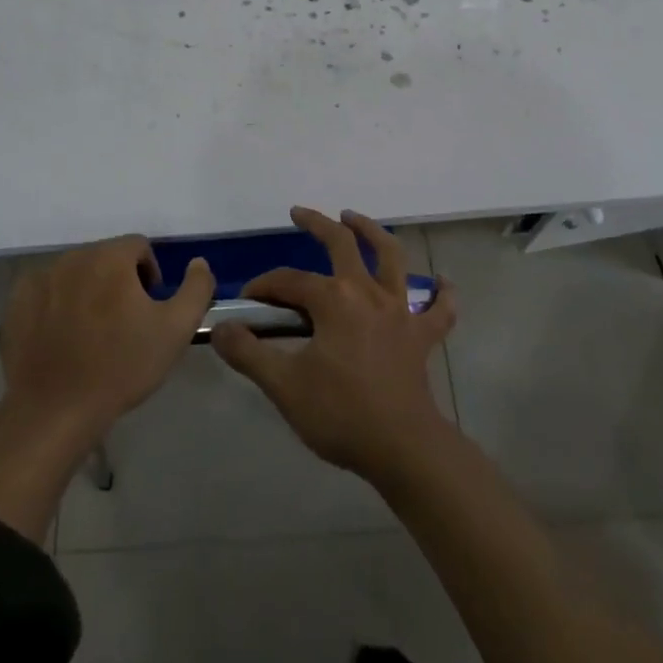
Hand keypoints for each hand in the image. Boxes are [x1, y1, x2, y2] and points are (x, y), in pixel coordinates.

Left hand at [0, 235, 214, 445]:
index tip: (148, 310)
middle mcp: (74, 256)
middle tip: (122, 324)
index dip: (149, 275)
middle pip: (106, 257)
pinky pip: (45, 290)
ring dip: (88, 291)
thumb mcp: (176, 330)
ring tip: (91, 334)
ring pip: (76, 272)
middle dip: (118, 282)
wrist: (54, 413)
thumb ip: (196, 288)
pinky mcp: (16, 302)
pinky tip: (60, 337)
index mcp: (111, 257)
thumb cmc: (121, 368)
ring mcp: (40, 278)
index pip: (139, 247)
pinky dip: (56, 304)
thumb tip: (198, 262)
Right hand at [211, 207, 456, 482]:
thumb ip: (248, 353)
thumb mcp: (284, 386)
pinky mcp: (422, 337)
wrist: (403, 449)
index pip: (289, 281)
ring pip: (391, 258)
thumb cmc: (341, 414)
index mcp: (334, 300)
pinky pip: (439, 309)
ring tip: (355, 218)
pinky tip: (442, 282)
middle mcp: (368, 293)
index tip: (247, 303)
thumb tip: (220, 329)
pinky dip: (442, 294)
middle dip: (318, 224)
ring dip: (373, 233)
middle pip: (342, 244)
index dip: (265, 287)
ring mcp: (400, 311)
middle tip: (299, 213)